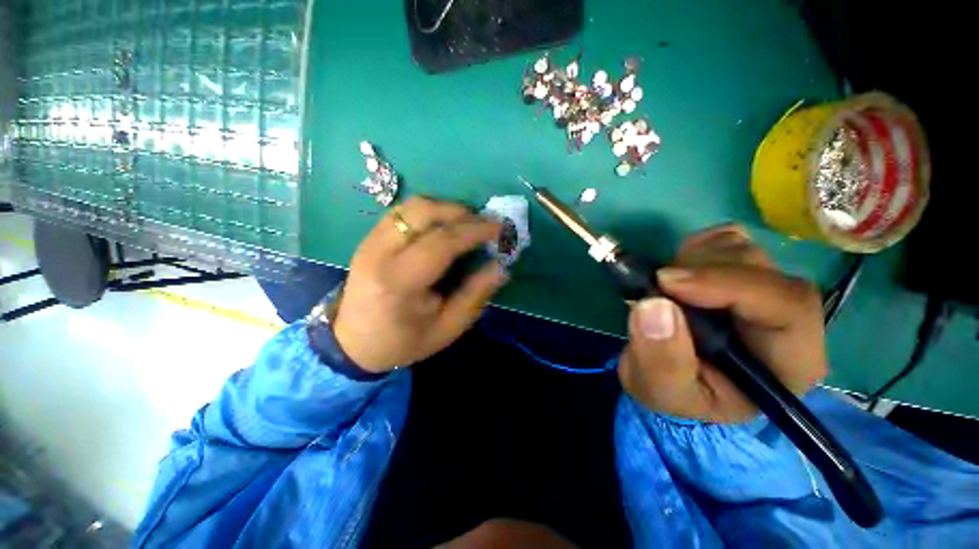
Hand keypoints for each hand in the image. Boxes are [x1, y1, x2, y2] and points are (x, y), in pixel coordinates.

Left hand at [332, 197, 507, 372]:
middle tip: (483, 225)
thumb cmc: (405, 340)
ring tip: (466, 224)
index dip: (474, 231)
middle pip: (423, 212)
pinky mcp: (369, 238)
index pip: (441, 242)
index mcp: (399, 282)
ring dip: (445, 209)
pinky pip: (403, 212)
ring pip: (412, 206)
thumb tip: (500, 266)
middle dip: (461, 213)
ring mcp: (370, 241)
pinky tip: (442, 226)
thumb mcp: (448, 328)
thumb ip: (475, 294)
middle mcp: (379, 253)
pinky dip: (429, 212)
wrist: (355, 343)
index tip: (499, 228)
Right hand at [618, 224, 826, 422]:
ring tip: (663, 288)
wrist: (670, 377)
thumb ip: (660, 358)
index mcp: (789, 361)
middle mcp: (789, 319)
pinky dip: (694, 249)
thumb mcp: (659, 389)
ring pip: (743, 249)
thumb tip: (654, 305)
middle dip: (702, 271)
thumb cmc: (674, 393)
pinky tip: (677, 274)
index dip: (727, 284)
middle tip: (656, 286)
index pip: (785, 306)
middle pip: (764, 270)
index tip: (665, 282)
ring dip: (692, 261)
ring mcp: (765, 289)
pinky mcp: (740, 271)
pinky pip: (724, 240)